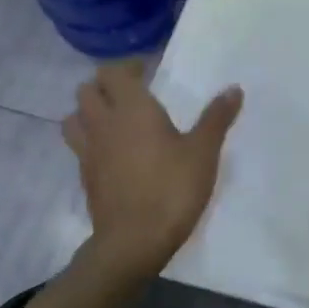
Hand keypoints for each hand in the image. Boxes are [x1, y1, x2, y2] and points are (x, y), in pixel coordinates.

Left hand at [61, 62, 242, 278]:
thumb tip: (234, 88)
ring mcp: (88, 151)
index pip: (113, 72)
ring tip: (114, 119)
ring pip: (74, 117)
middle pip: (87, 90)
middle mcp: (103, 123)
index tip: (148, 71)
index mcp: (131, 109)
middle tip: (132, 93)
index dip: (128, 67)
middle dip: (106, 85)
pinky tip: (113, 152)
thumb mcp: (203, 152)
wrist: (134, 240)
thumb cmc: (172, 189)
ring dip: (89, 111)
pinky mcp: (85, 176)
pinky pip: (79, 146)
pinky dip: (91, 140)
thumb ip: (216, 118)